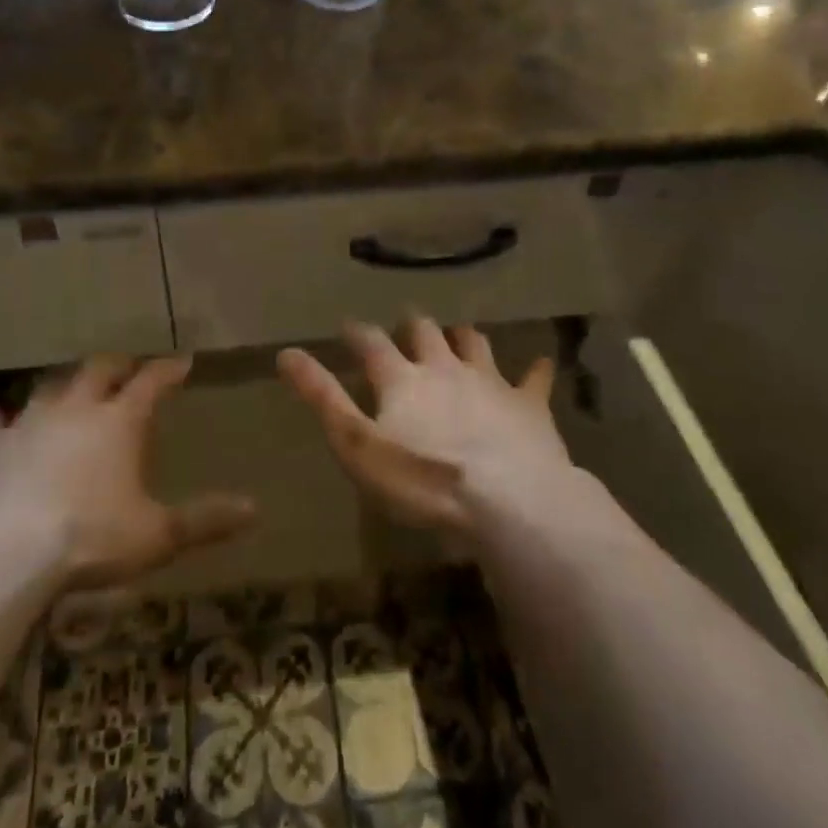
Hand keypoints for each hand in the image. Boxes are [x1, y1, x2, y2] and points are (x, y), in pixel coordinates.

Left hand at [0, 355, 255, 589]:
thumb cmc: (90, 540)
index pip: (152, 381)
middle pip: (100, 370)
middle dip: (118, 366)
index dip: (169, 369)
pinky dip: (6, 419)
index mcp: (120, 421)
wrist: (4, 554)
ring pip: (51, 386)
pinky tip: (3, 421)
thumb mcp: (156, 536)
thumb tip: (255, 509)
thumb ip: (205, 519)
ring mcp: (29, 421)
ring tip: (71, 392)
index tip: (182, 361)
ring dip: (65, 386)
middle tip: (127, 369)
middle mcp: (76, 407)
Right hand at [278, 318, 570, 536]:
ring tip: (458, 336)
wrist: (508, 500)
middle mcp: (444, 366)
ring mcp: (490, 381)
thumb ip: (323, 399)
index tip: (349, 328)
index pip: (372, 342)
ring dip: (463, 337)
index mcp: (402, 378)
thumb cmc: (423, 479)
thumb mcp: (358, 445)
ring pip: (474, 343)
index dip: (358, 333)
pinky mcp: (528, 405)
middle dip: (413, 327)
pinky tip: (542, 363)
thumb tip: (286, 354)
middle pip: (425, 332)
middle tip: (408, 327)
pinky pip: (534, 379)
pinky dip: (535, 371)